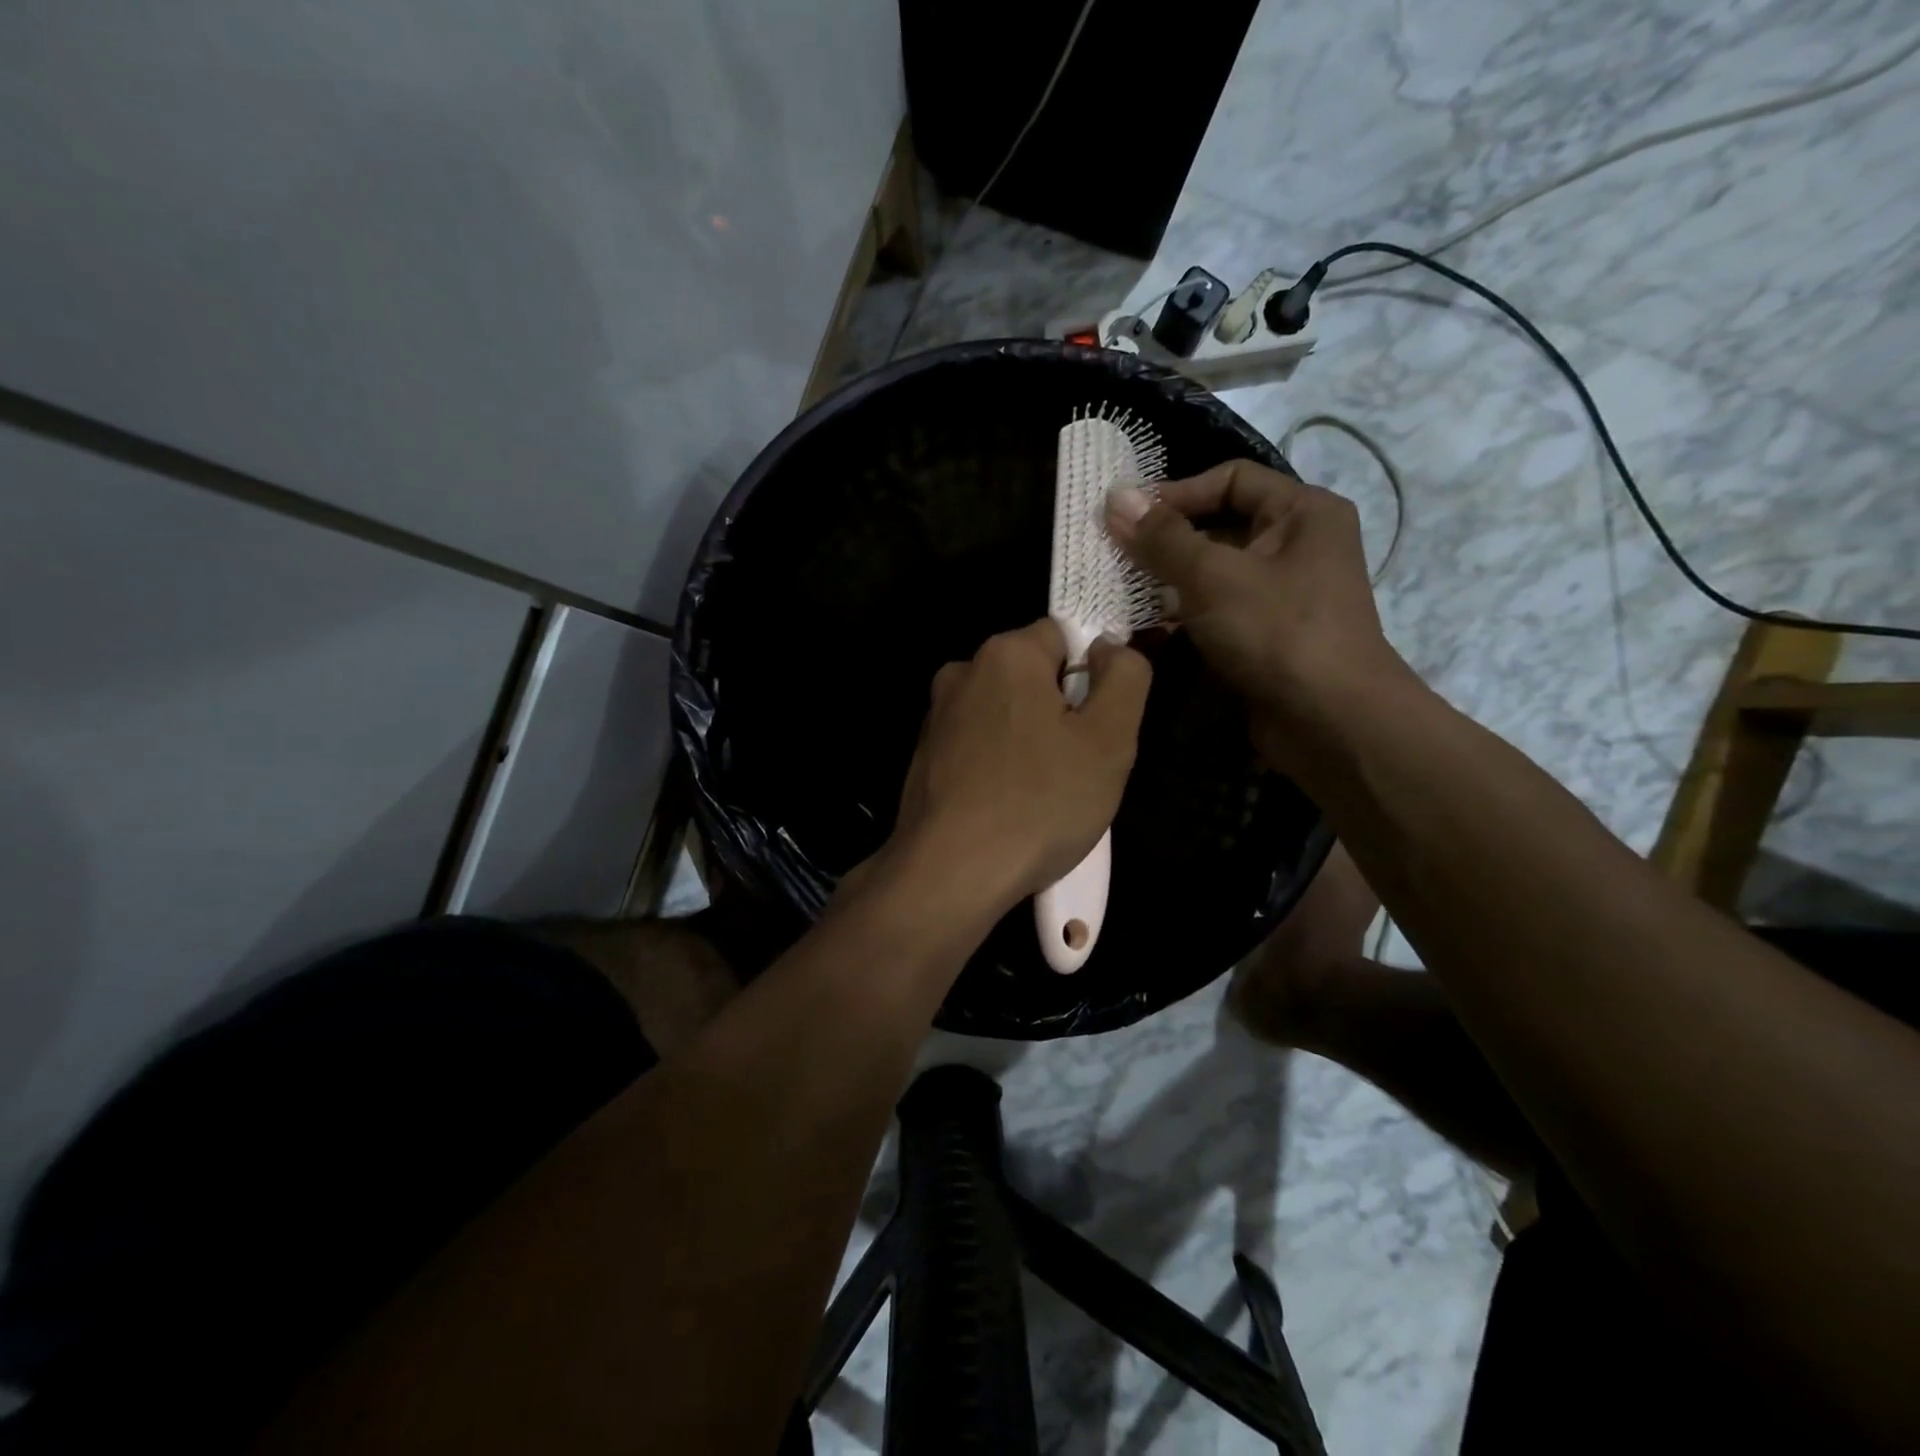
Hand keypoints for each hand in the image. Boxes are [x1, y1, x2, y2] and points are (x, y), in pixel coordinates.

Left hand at [885, 618, 1150, 917]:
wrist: (950, 873)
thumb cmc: (1039, 803)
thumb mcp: (1110, 739)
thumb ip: (1125, 676)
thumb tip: (1109, 647)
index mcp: (1006, 654)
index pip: (1065, 636)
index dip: (1092, 676)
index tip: (1098, 726)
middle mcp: (962, 672)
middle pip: (1032, 675)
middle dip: (1061, 711)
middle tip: (1078, 766)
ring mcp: (936, 716)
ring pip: (1005, 713)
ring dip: (1030, 740)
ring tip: (1043, 794)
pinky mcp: (924, 757)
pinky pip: (979, 745)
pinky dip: (998, 765)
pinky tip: (1008, 807)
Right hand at [1105, 460, 1414, 766]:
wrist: (1331, 722)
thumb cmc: (1277, 632)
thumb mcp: (1213, 576)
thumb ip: (1162, 538)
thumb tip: (1114, 497)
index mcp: (1302, 511)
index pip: (1231, 479)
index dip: (1177, 492)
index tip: (1126, 517)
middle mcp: (1298, 545)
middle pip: (1221, 525)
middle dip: (1166, 541)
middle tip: (1115, 555)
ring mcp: (1284, 594)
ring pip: (1215, 573)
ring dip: (1169, 581)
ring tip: (1121, 590)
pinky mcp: (1268, 635)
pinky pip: (1219, 610)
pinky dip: (1184, 615)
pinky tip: (1145, 627)